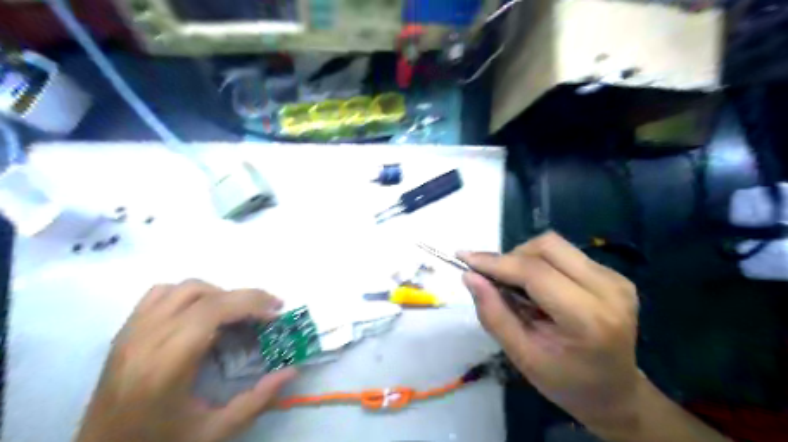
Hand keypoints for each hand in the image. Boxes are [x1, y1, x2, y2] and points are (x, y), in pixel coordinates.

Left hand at [74, 279, 297, 441]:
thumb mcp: (214, 432)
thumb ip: (258, 400)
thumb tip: (292, 371)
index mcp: (166, 365)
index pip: (213, 310)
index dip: (250, 304)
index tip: (275, 314)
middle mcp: (145, 340)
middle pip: (204, 294)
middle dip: (244, 297)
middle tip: (269, 310)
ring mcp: (131, 332)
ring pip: (183, 288)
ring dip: (218, 293)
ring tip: (235, 313)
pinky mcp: (124, 332)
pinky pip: (159, 294)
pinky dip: (188, 294)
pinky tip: (200, 313)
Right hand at [463, 231, 638, 428]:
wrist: (616, 392)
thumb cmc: (566, 382)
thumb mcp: (522, 356)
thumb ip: (494, 314)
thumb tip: (470, 276)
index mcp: (589, 319)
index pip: (535, 272)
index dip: (496, 262)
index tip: (464, 258)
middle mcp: (608, 290)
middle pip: (547, 246)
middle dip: (511, 257)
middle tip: (495, 280)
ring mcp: (615, 278)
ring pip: (554, 245)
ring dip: (525, 258)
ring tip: (516, 286)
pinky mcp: (614, 274)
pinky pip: (565, 253)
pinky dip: (541, 263)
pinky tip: (538, 288)